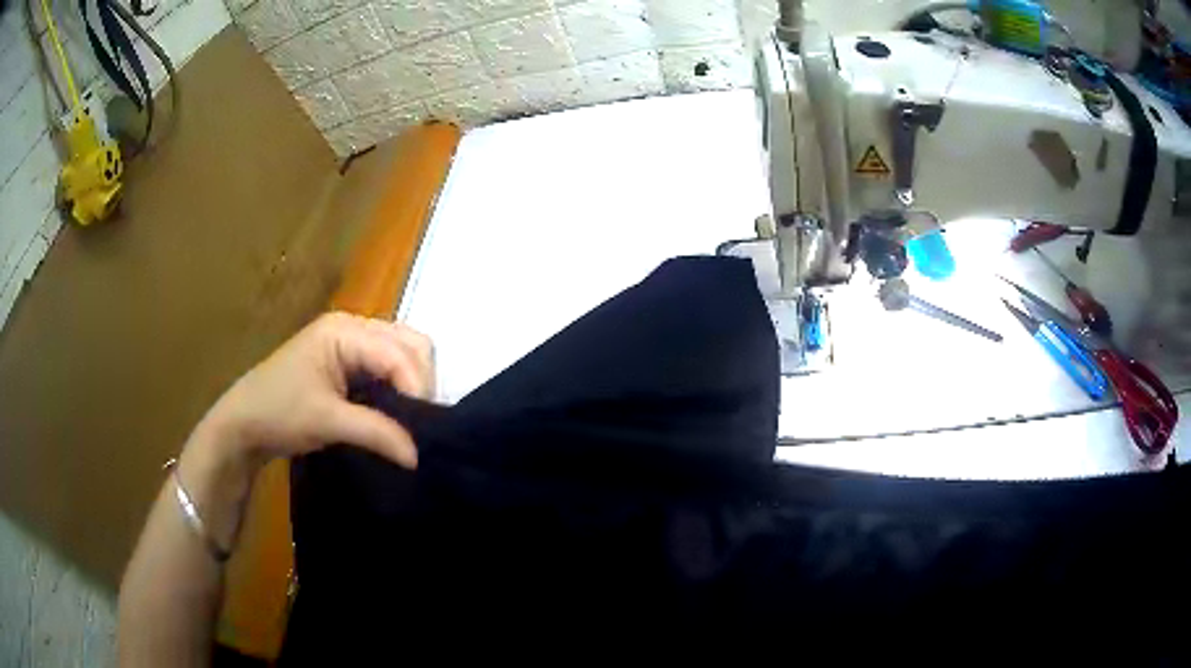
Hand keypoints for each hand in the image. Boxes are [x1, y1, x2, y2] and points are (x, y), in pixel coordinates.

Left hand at [200, 312, 432, 470]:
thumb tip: (419, 456)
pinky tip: (398, 412)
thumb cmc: (278, 413)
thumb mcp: (327, 421)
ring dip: (412, 384)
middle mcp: (352, 327)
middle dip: (420, 381)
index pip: (399, 352)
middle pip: (409, 343)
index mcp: (344, 330)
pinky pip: (388, 367)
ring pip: (403, 353)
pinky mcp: (349, 362)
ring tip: (412, 419)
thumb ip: (377, 433)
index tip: (425, 430)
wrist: (243, 424)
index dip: (417, 388)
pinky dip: (399, 387)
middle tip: (420, 423)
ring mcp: (350, 342)